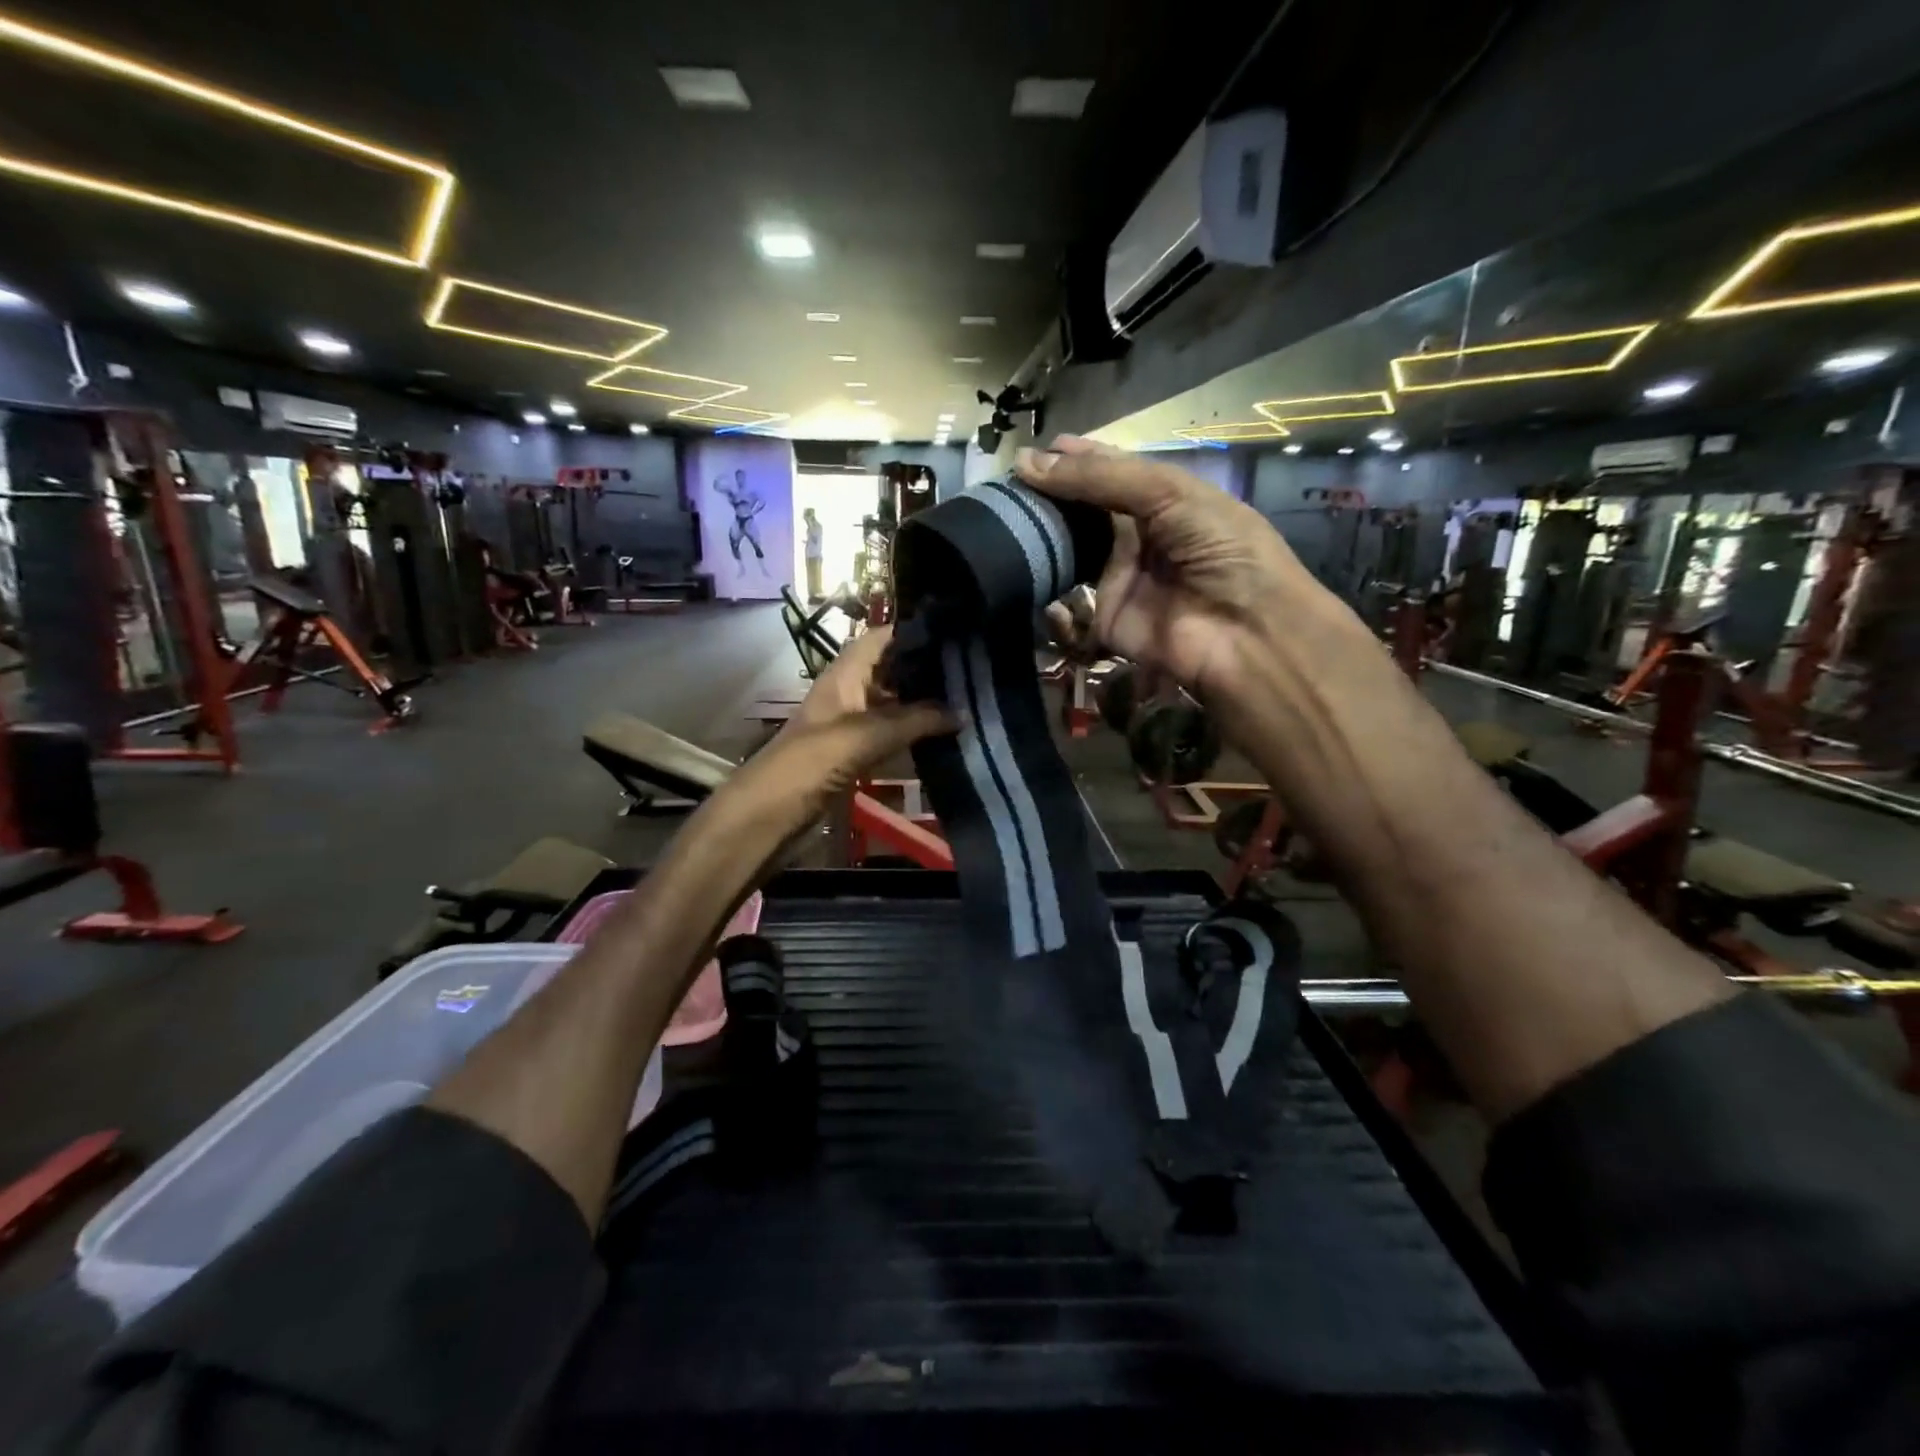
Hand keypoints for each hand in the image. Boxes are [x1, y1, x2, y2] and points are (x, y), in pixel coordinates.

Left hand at [770, 625, 954, 805]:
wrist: (771, 812)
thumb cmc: (812, 761)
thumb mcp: (867, 735)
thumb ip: (916, 721)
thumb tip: (962, 712)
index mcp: (845, 674)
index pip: (882, 638)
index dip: (914, 632)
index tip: (955, 635)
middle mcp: (850, 691)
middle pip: (891, 670)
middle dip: (926, 669)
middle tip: (971, 672)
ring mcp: (852, 723)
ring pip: (893, 703)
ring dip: (923, 704)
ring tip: (967, 700)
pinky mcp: (854, 752)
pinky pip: (890, 733)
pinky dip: (913, 732)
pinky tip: (942, 735)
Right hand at [1015, 437, 1318, 703]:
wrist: (1244, 633)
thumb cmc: (1220, 550)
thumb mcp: (1169, 494)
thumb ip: (1101, 476)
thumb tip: (1026, 461)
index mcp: (1164, 500)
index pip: (1109, 472)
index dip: (1074, 461)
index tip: (1030, 454)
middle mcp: (1138, 537)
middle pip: (1084, 512)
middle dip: (1049, 499)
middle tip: (1007, 489)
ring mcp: (1120, 579)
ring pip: (1069, 553)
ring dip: (1039, 539)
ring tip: (1003, 521)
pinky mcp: (1104, 620)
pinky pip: (1066, 604)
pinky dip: (1043, 591)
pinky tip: (1017, 568)